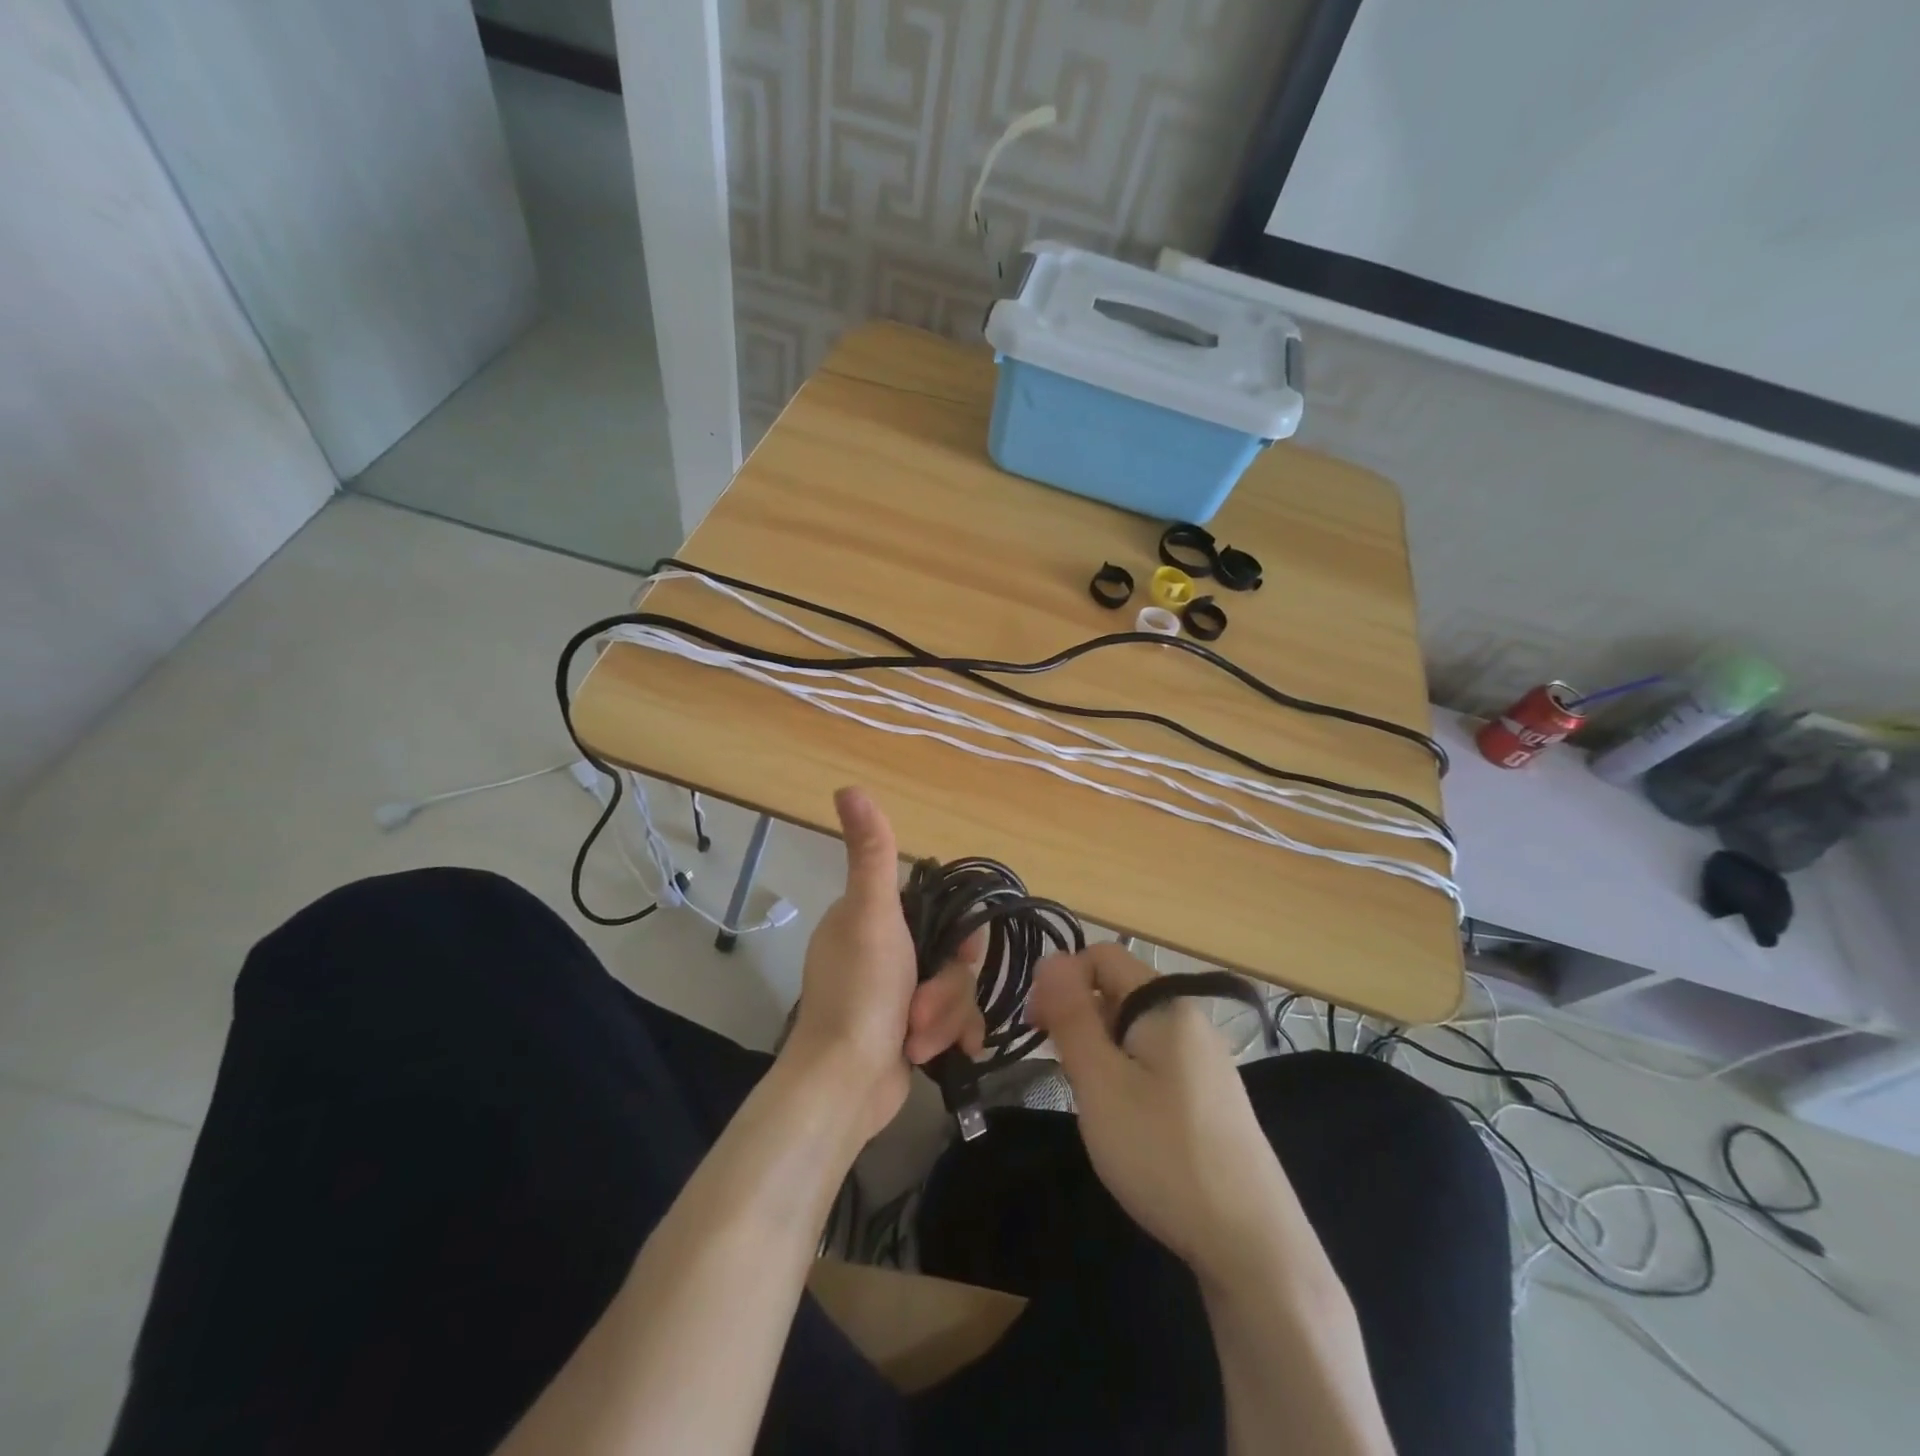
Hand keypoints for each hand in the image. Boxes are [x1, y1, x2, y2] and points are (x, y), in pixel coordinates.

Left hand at [783, 788, 984, 1140]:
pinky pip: (953, 1021)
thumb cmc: (860, 995)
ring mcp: (898, 993)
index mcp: (873, 917)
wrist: (844, 1086)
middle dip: (946, 988)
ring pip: (955, 990)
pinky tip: (950, 1055)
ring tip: (918, 1042)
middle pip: (953, 954)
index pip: (938, 909)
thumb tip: (848, 786)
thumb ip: (871, 852)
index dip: (958, 932)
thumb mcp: (871, 915)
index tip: (958, 953)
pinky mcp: (910, 1030)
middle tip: (920, 1010)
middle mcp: (885, 950)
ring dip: (944, 1018)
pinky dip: (951, 1037)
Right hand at [1026, 944, 1295, 1284]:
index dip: (1061, 979)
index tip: (1036, 1027)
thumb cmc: (1164, 1154)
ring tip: (1087, 1097)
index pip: (1102, 955)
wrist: (1253, 1245)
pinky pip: (1153, 1059)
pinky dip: (1125, 1072)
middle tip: (1057, 1067)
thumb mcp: (1101, 1082)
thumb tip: (1050, 960)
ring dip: (1098, 1047)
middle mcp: (1189, 1018)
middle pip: (1118, 990)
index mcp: (1165, 1003)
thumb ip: (1072, 1016)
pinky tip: (1123, 1118)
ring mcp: (1204, 1058)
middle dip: (1078, 1016)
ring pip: (1133, 1029)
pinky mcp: (1210, 1094)